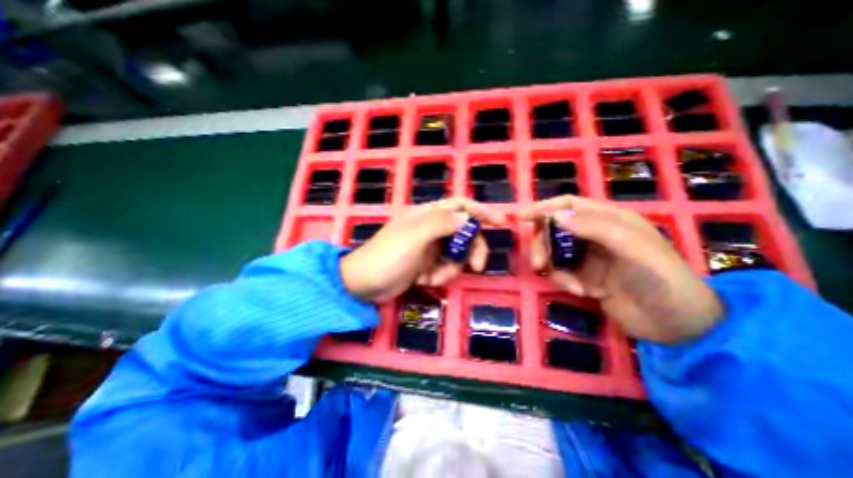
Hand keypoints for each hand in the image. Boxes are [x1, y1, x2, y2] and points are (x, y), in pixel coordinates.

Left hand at [341, 198, 504, 301]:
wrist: (363, 285)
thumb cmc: (387, 257)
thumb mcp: (414, 238)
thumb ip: (441, 224)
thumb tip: (467, 218)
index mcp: (426, 215)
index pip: (460, 205)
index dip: (481, 211)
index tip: (501, 222)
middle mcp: (430, 228)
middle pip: (464, 232)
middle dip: (471, 249)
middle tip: (476, 266)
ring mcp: (429, 247)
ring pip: (456, 254)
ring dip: (451, 268)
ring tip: (434, 278)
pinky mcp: (426, 264)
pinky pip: (445, 267)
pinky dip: (440, 276)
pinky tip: (424, 281)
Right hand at [519, 194, 717, 342]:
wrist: (676, 325)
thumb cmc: (661, 278)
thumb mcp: (632, 247)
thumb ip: (594, 227)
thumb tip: (555, 216)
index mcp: (609, 219)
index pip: (569, 204)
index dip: (544, 207)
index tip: (522, 217)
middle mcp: (594, 234)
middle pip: (554, 229)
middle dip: (543, 245)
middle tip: (537, 262)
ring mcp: (587, 256)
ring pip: (553, 252)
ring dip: (553, 267)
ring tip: (570, 285)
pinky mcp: (583, 276)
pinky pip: (560, 272)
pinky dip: (564, 281)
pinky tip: (583, 292)